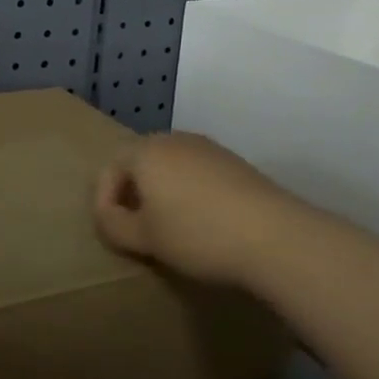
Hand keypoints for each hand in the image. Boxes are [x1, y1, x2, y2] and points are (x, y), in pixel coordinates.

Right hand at [94, 132, 316, 289]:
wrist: (275, 236)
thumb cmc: (196, 234)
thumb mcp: (144, 238)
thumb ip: (114, 225)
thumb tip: (109, 216)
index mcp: (145, 151)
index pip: (110, 168)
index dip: (103, 200)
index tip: (111, 230)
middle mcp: (174, 140)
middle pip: (140, 162)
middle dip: (132, 193)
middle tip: (135, 226)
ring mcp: (208, 149)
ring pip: (170, 167)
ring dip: (161, 192)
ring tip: (168, 227)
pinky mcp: (235, 163)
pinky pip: (197, 173)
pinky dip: (188, 193)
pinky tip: (201, 222)